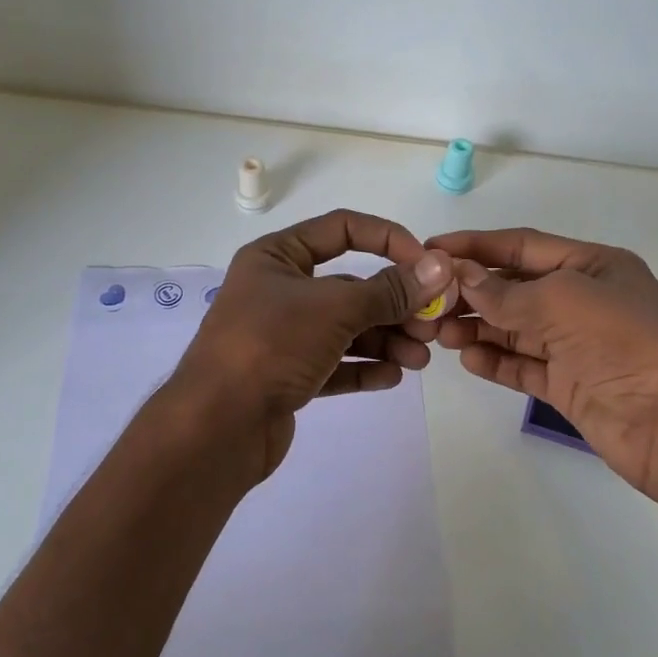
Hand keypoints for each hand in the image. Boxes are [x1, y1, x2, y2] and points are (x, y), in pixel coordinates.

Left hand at [171, 209, 452, 475]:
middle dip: (395, 304)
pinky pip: (334, 365)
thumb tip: (441, 268)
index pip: (342, 229)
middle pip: (351, 287)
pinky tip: (393, 376)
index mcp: (277, 257)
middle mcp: (278, 291)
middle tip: (433, 325)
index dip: (388, 240)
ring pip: (346, 329)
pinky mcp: (287, 376)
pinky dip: (364, 368)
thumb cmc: (271, 346)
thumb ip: (389, 290)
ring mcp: (282, 336)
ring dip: (386, 340)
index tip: (427, 265)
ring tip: (420, 358)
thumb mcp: (334, 309)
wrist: (216, 426)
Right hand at [423, 227, 657, 497]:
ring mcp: (576, 345)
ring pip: (515, 329)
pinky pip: (523, 366)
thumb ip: (506, 292)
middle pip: (516, 288)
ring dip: (478, 328)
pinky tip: (468, 359)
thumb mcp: (563, 300)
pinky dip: (495, 361)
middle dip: (473, 292)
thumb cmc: (624, 341)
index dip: (477, 246)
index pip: (523, 247)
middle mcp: (583, 301)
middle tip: (429, 302)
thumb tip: (461, 277)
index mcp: (592, 265)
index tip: (431, 248)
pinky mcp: (569, 385)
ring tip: (440, 334)